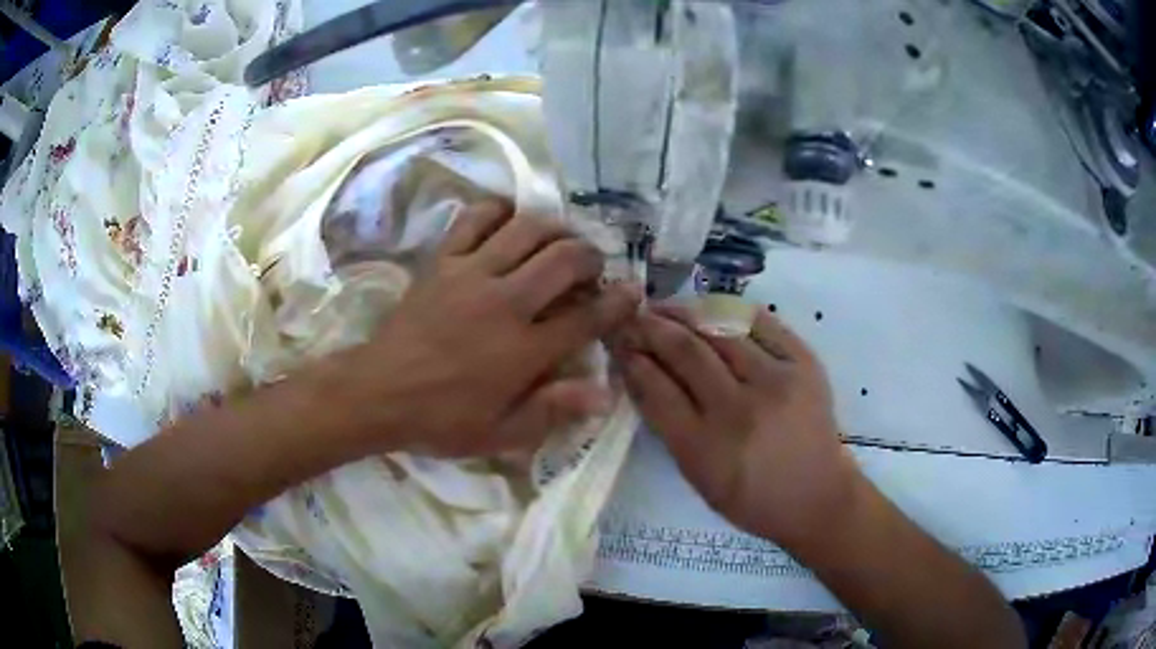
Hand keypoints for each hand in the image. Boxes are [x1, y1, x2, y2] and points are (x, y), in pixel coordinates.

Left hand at [341, 200, 640, 457]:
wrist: (378, 393)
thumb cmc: (441, 419)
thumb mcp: (501, 433)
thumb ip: (553, 411)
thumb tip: (604, 393)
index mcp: (523, 350)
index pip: (587, 317)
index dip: (618, 302)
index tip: (633, 291)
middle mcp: (505, 302)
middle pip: (564, 259)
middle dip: (591, 256)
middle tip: (592, 267)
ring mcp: (471, 274)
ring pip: (527, 229)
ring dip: (555, 229)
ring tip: (559, 241)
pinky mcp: (443, 260)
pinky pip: (475, 218)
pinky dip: (499, 211)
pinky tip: (509, 222)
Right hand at [610, 305, 864, 548]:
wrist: (816, 496)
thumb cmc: (751, 498)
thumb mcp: (697, 476)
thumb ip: (668, 425)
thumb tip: (641, 372)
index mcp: (705, 448)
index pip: (657, 389)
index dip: (632, 360)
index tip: (618, 342)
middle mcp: (739, 410)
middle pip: (686, 352)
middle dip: (652, 327)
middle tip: (634, 316)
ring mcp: (776, 381)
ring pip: (720, 330)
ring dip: (685, 313)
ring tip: (665, 308)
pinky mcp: (804, 363)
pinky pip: (760, 322)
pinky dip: (729, 311)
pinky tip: (709, 310)